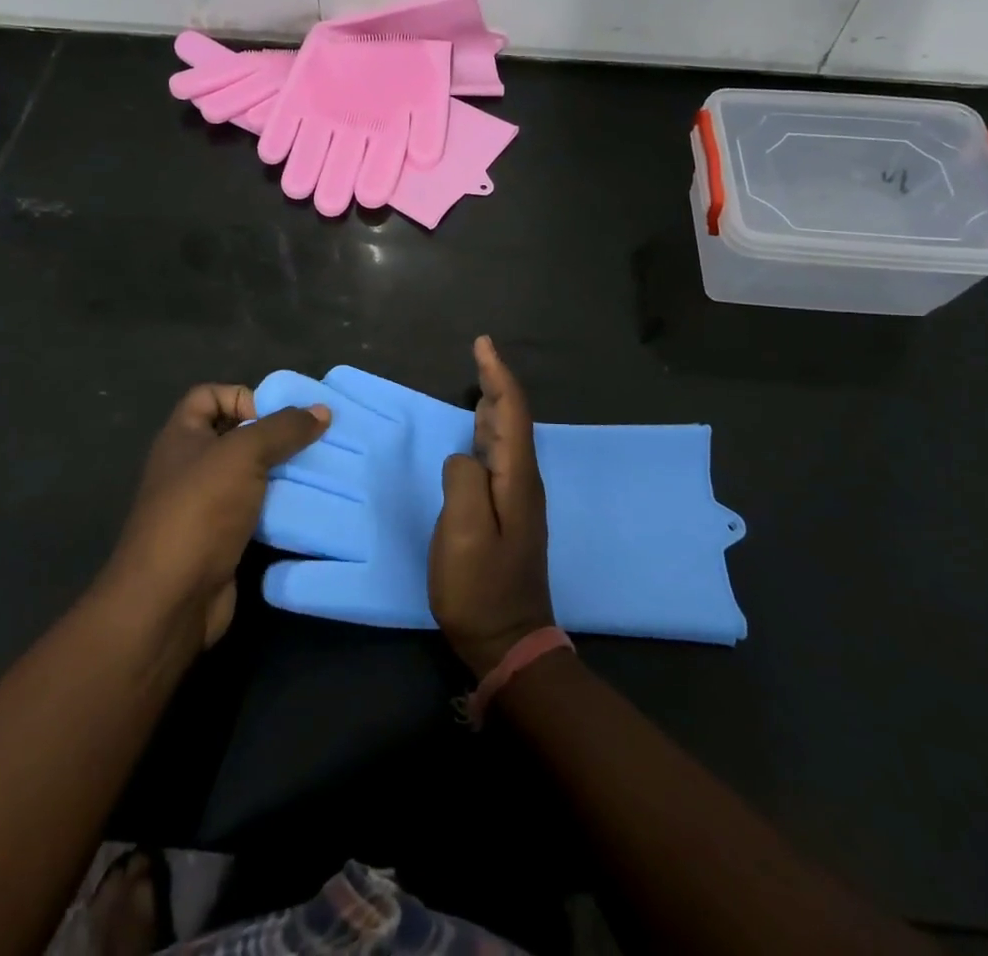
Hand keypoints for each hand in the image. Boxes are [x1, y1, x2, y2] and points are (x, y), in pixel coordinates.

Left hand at [106, 385, 327, 651]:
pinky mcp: (222, 539)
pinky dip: (280, 508)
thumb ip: (283, 428)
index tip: (277, 417)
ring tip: (321, 472)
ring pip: (251, 476)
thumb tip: (322, 410)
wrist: (170, 599)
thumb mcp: (244, 454)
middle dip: (275, 436)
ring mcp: (205, 505)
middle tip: (315, 442)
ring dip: (283, 473)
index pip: (209, 395)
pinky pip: (256, 511)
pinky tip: (309, 507)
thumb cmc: (200, 510)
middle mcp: (191, 466)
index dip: (242, 396)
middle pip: (236, 435)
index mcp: (182, 436)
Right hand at [428, 338, 555, 676]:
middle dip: (498, 382)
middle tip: (479, 354)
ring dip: (495, 405)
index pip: (512, 412)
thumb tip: (463, 456)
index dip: (498, 375)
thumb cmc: (481, 588)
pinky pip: (500, 457)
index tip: (482, 344)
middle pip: (514, 419)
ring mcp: (518, 500)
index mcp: (516, 479)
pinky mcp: (508, 516)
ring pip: (508, 437)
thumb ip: (464, 481)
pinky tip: (477, 434)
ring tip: (480, 381)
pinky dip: (489, 432)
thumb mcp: (464, 533)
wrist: (508, 642)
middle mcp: (523, 482)